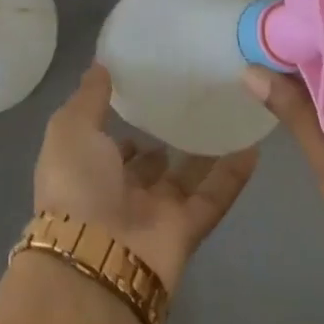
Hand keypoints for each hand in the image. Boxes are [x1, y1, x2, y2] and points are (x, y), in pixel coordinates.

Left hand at [33, 64, 258, 292]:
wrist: (96, 258)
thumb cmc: (76, 184)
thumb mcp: (70, 128)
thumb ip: (88, 98)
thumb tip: (101, 65)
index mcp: (87, 170)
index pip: (109, 146)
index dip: (123, 126)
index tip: (147, 95)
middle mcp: (119, 192)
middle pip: (148, 165)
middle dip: (165, 140)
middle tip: (193, 102)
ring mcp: (155, 213)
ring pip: (185, 178)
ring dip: (203, 152)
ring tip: (227, 114)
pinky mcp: (186, 230)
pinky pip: (213, 197)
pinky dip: (232, 174)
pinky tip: (253, 144)